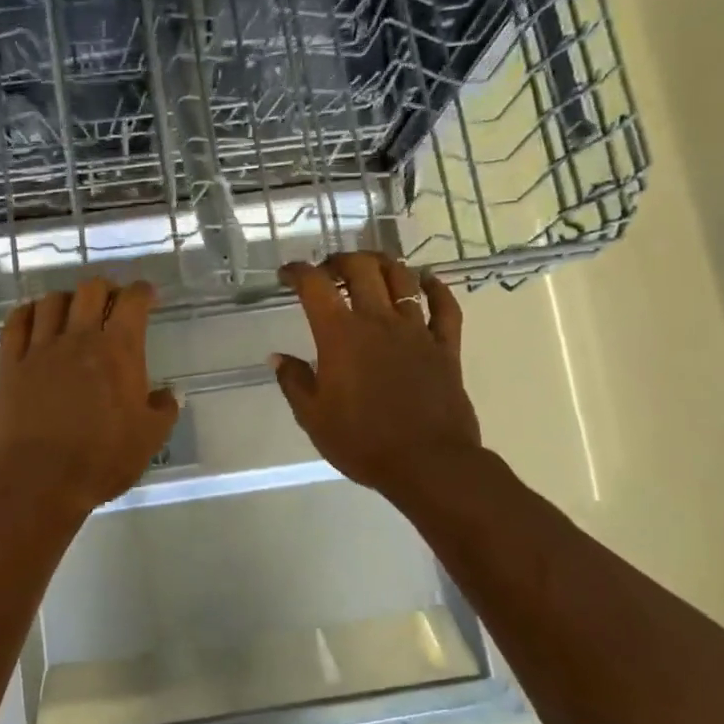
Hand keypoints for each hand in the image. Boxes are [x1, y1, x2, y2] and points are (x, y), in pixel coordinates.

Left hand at [0, 278, 179, 519]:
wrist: (40, 481)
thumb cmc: (101, 460)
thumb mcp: (149, 439)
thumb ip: (163, 410)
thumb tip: (166, 395)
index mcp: (118, 351)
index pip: (132, 302)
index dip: (142, 292)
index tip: (147, 296)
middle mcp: (78, 339)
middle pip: (90, 290)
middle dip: (105, 289)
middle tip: (111, 303)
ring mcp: (39, 349)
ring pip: (51, 301)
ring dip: (67, 299)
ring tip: (73, 312)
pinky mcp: (10, 365)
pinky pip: (15, 323)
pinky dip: (28, 312)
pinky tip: (34, 318)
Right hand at [273, 254, 484, 510]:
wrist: (427, 463)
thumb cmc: (362, 442)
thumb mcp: (313, 417)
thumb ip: (294, 382)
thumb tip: (278, 357)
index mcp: (340, 336)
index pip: (314, 286)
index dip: (297, 271)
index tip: (287, 275)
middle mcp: (378, 322)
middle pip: (362, 269)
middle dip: (341, 260)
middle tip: (329, 269)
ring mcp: (416, 331)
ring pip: (402, 279)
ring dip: (383, 264)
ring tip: (371, 266)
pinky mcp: (445, 347)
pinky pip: (445, 307)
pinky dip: (436, 287)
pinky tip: (428, 280)